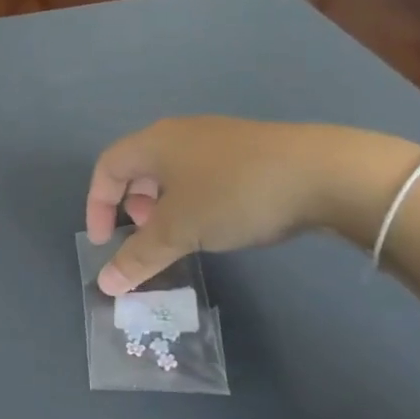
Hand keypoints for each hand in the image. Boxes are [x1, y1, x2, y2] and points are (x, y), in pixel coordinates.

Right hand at [85, 119, 419, 293]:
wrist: (323, 173)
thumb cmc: (233, 194)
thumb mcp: (179, 230)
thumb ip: (138, 257)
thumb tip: (105, 286)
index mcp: (154, 142)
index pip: (106, 167)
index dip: (96, 205)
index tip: (104, 242)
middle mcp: (180, 133)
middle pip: (138, 166)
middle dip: (130, 204)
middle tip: (143, 235)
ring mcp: (217, 139)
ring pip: (172, 172)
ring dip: (163, 205)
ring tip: (179, 233)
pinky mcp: (248, 151)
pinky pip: (202, 174)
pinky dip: (192, 200)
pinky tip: (216, 223)